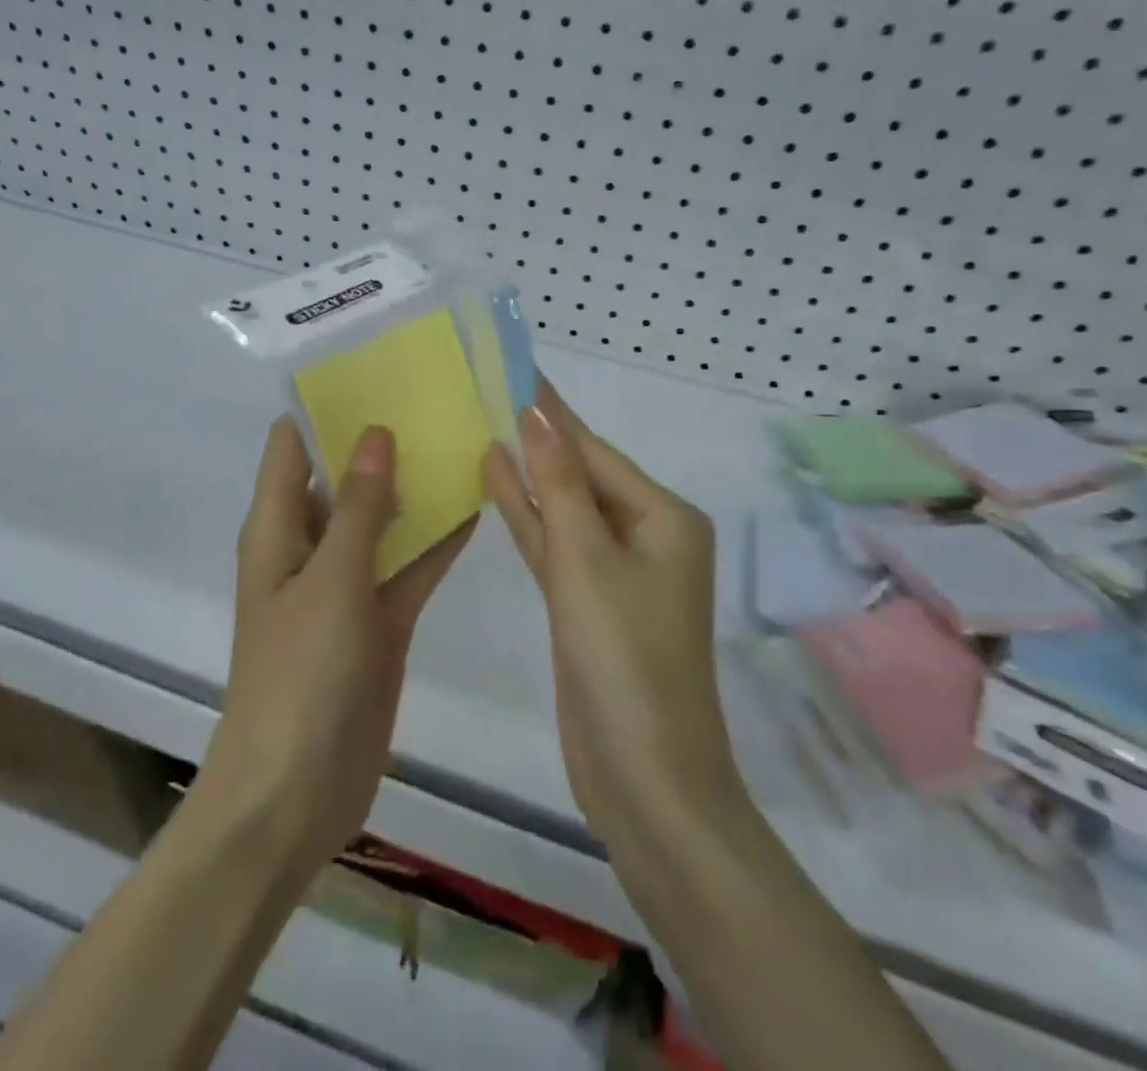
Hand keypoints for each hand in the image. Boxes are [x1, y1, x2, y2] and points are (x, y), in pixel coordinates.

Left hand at [197, 418, 475, 875]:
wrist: (296, 794)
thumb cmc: (300, 678)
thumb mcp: (329, 581)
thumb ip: (356, 506)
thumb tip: (374, 431)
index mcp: (278, 529)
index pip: (292, 445)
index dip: (324, 404)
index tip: (373, 365)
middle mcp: (309, 546)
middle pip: (343, 476)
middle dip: (382, 439)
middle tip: (436, 393)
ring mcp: (346, 584)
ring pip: (383, 519)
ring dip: (415, 487)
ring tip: (464, 435)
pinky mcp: (378, 620)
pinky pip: (408, 566)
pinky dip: (436, 541)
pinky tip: (478, 505)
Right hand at [483, 382, 744, 858]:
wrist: (644, 779)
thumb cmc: (623, 659)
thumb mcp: (586, 560)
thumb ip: (558, 485)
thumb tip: (537, 415)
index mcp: (664, 517)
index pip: (595, 449)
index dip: (552, 410)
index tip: (516, 368)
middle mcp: (647, 536)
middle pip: (581, 474)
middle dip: (538, 438)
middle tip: (488, 391)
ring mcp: (617, 572)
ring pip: (565, 509)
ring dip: (528, 475)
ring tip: (482, 427)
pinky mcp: (589, 603)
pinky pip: (556, 546)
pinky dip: (528, 518)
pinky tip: (494, 484)